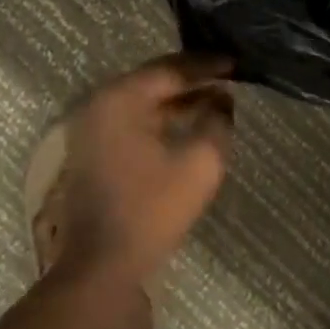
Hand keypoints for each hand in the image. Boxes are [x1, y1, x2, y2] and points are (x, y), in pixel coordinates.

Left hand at [57, 54, 235, 285]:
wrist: (100, 266)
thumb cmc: (151, 209)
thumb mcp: (200, 162)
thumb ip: (218, 121)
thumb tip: (222, 100)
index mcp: (121, 98)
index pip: (171, 69)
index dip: (207, 65)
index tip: (237, 62)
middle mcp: (101, 104)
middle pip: (154, 80)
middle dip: (193, 78)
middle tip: (227, 75)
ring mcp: (92, 128)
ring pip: (144, 101)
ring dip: (179, 99)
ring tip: (216, 98)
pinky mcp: (93, 150)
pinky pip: (134, 119)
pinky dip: (162, 117)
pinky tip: (189, 123)